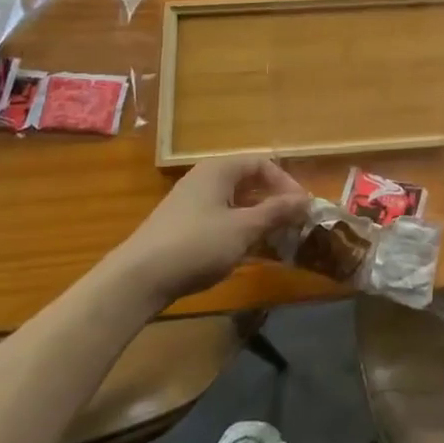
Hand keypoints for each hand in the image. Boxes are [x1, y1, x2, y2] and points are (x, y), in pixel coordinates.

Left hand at [121, 157, 310, 308]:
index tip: (303, 208)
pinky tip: (249, 252)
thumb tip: (306, 200)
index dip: (286, 183)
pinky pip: (221, 219)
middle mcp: (205, 179)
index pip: (262, 164)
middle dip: (274, 202)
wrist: (137, 279)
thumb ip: (276, 212)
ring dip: (259, 219)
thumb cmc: (196, 244)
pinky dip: (239, 230)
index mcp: (219, 170)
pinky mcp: (183, 226)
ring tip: (277, 241)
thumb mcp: (243, 228)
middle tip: (294, 224)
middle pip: (249, 182)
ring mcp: (191, 203)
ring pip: (235, 203)